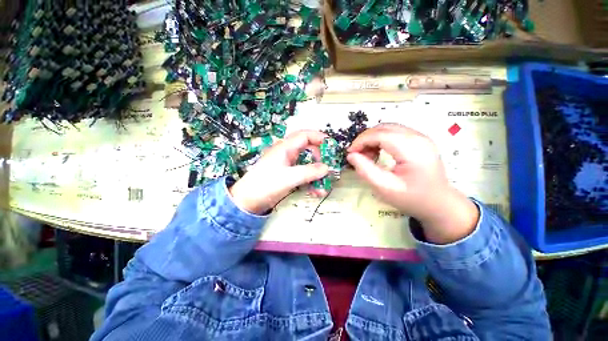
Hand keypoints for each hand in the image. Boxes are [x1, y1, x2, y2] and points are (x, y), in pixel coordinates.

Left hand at [229, 130, 328, 214]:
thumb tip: (327, 168)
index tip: (333, 148)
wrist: (247, 200)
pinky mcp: (285, 177)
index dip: (320, 138)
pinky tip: (315, 192)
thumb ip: (309, 172)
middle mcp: (286, 153)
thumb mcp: (289, 178)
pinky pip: (302, 175)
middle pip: (308, 149)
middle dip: (321, 158)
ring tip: (324, 187)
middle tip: (330, 168)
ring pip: (306, 164)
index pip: (305, 135)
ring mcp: (286, 165)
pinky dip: (310, 181)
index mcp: (285, 147)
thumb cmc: (265, 185)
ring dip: (316, 174)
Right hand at [346, 123, 478, 243]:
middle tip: (358, 155)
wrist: (439, 204)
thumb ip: (367, 171)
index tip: (349, 154)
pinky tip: (383, 152)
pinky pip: (400, 132)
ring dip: (377, 137)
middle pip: (386, 127)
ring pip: (392, 127)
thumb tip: (352, 156)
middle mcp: (418, 137)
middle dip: (368, 138)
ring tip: (370, 155)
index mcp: (411, 149)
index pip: (380, 134)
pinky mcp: (423, 140)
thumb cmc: (414, 200)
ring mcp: (422, 137)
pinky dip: (387, 138)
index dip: (361, 141)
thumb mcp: (387, 190)